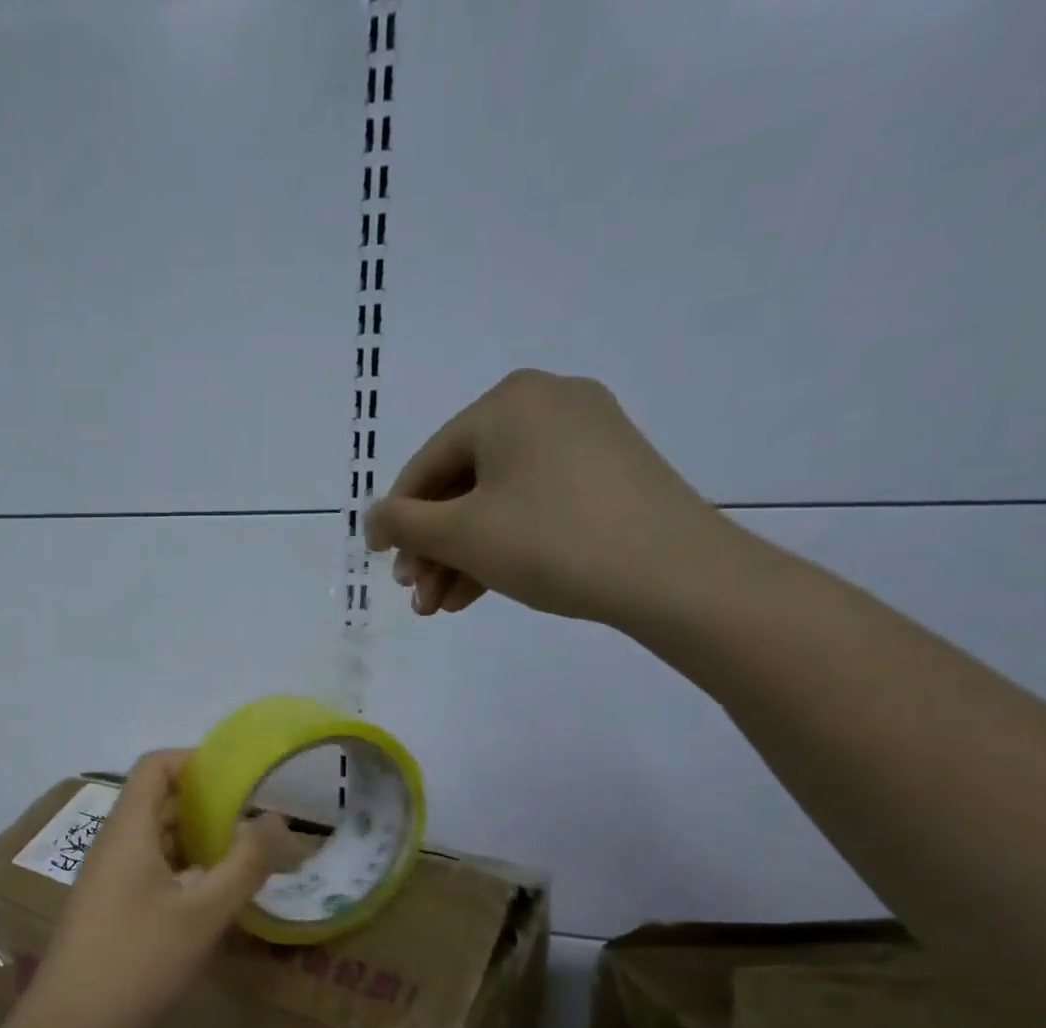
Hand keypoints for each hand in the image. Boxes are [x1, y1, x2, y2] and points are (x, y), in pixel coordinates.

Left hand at [10, 751, 303, 1027]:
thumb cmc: (136, 963)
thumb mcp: (202, 914)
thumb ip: (244, 864)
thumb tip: (279, 819)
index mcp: (127, 830)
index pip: (155, 766)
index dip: (195, 760)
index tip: (240, 776)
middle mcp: (113, 845)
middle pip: (156, 800)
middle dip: (205, 801)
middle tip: (255, 816)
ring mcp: (107, 879)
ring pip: (155, 838)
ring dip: (196, 838)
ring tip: (244, 852)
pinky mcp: (109, 910)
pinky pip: (149, 870)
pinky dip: (183, 869)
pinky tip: (214, 895)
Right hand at [365, 369, 742, 627]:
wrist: (673, 573)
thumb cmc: (550, 540)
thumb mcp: (461, 534)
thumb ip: (403, 524)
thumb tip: (373, 519)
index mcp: (507, 402)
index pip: (427, 464)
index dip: (396, 519)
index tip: (381, 564)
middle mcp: (547, 404)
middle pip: (463, 485)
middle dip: (433, 548)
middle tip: (416, 597)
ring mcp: (585, 436)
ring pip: (498, 500)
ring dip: (462, 556)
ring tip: (441, 607)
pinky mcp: (610, 472)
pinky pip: (535, 504)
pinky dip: (503, 545)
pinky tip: (478, 591)